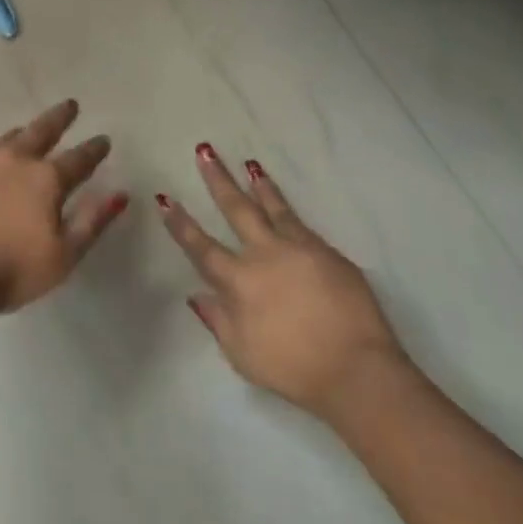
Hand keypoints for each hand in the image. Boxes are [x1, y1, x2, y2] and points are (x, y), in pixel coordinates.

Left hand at [0, 99, 127, 313]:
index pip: (78, 159)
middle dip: (58, 118)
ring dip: (19, 134)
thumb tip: (119, 194)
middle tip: (69, 105)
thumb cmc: (12, 269)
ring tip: (26, 127)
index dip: (94, 150)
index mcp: (46, 179)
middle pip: (40, 133)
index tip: (104, 139)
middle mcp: (13, 162)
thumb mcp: (64, 254)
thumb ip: (92, 222)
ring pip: (3, 141)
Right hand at [159, 143, 406, 420]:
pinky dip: (287, 207)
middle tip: (205, 151)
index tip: (165, 199)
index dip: (181, 224)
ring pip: (273, 207)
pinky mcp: (329, 254)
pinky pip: (301, 223)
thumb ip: (218, 320)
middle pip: (236, 209)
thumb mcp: (243, 355)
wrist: (358, 372)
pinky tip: (283, 202)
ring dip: (258, 185)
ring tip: (249, 164)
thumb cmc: (294, 369)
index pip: (201, 247)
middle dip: (218, 180)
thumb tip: (196, 294)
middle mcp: (264, 255)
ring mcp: (300, 249)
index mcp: (238, 281)